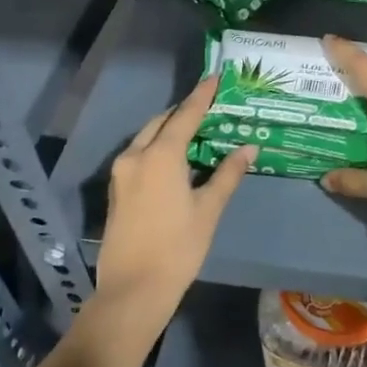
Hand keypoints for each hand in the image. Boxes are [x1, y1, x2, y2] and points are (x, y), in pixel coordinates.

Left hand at [94, 76, 253, 332]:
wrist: (133, 289)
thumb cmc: (178, 247)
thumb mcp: (209, 209)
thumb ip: (228, 174)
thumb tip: (249, 148)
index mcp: (160, 156)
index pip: (185, 115)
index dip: (202, 95)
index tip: (215, 77)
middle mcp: (136, 156)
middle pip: (162, 122)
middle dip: (184, 111)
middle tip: (209, 107)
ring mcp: (122, 173)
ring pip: (147, 138)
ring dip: (169, 130)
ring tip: (196, 131)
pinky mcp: (117, 190)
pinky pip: (139, 155)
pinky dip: (158, 148)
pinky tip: (176, 159)